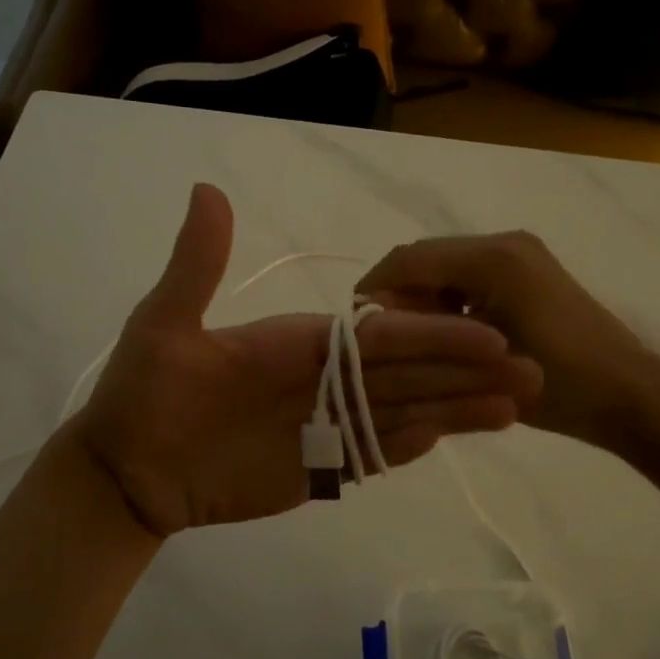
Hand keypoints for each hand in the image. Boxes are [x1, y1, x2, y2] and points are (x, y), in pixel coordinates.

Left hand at [74, 186, 543, 537]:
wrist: (126, 469)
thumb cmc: (143, 394)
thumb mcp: (164, 323)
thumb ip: (198, 264)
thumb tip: (209, 188)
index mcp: (297, 341)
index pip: (378, 336)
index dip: (433, 334)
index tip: (490, 333)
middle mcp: (320, 380)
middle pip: (405, 373)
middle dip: (466, 370)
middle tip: (533, 370)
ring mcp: (321, 426)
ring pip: (399, 412)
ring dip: (455, 409)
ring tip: (515, 408)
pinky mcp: (315, 470)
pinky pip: (370, 455)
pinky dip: (410, 446)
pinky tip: (452, 436)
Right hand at [358, 230, 659, 455]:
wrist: (630, 395)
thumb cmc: (560, 385)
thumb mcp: (479, 364)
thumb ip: (424, 333)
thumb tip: (375, 319)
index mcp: (493, 259)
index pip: (409, 259)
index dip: (375, 289)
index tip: (355, 327)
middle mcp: (504, 243)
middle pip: (427, 258)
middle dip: (399, 295)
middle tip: (385, 340)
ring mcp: (520, 254)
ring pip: (447, 267)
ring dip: (424, 298)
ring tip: (415, 342)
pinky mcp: (529, 269)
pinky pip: (471, 275)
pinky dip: (450, 300)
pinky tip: (450, 336)